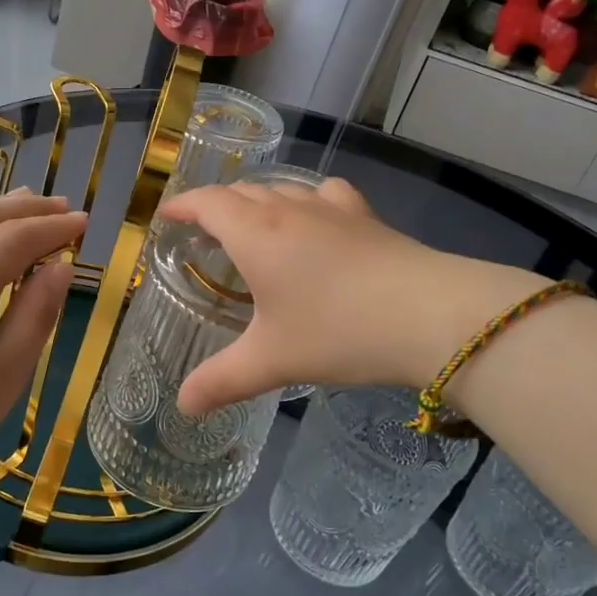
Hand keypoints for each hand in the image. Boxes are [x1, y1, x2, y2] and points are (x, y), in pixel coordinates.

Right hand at [158, 177, 545, 411]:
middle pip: (241, 191)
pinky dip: (308, 201)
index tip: (167, 216)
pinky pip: (325, 194)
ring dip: (259, 202)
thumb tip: (183, 407)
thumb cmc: (336, 331)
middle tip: (205, 233)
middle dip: (217, 206)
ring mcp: (330, 208)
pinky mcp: (364, 216)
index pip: (207, 202)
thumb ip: (221, 381)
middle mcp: (287, 209)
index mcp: (254, 234)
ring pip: (282, 188)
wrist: (428, 314)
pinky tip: (316, 221)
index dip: (183, 205)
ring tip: (254, 229)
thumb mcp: (271, 360)